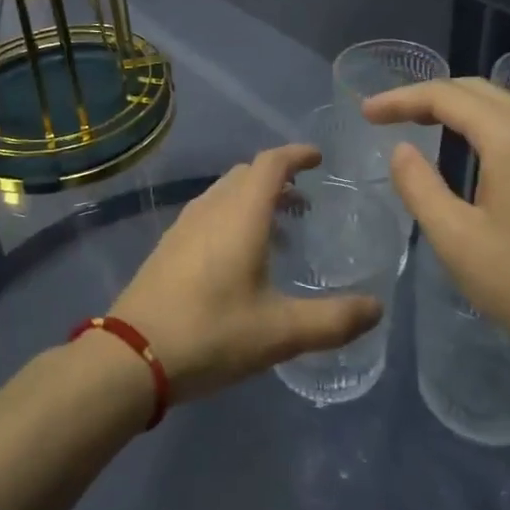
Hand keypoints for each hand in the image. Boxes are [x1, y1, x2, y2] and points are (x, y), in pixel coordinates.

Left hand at [111, 145, 383, 403]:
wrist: (132, 354)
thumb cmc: (212, 333)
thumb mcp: (281, 332)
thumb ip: (333, 320)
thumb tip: (377, 309)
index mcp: (240, 214)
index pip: (271, 164)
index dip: (296, 154)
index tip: (318, 159)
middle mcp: (211, 209)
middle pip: (246, 174)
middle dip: (277, 179)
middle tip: (304, 202)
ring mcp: (184, 225)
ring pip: (224, 194)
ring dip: (253, 199)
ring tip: (278, 232)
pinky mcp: (168, 246)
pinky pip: (208, 214)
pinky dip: (231, 217)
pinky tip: (239, 258)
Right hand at [363, 78, 509, 380]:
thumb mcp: (456, 238)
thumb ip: (419, 186)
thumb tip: (401, 150)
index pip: (445, 96)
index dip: (401, 99)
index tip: (367, 113)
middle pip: (476, 90)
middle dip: (427, 97)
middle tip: (388, 116)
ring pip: (503, 104)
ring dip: (459, 107)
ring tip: (422, 125)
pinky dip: (487, 124)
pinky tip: (474, 151)